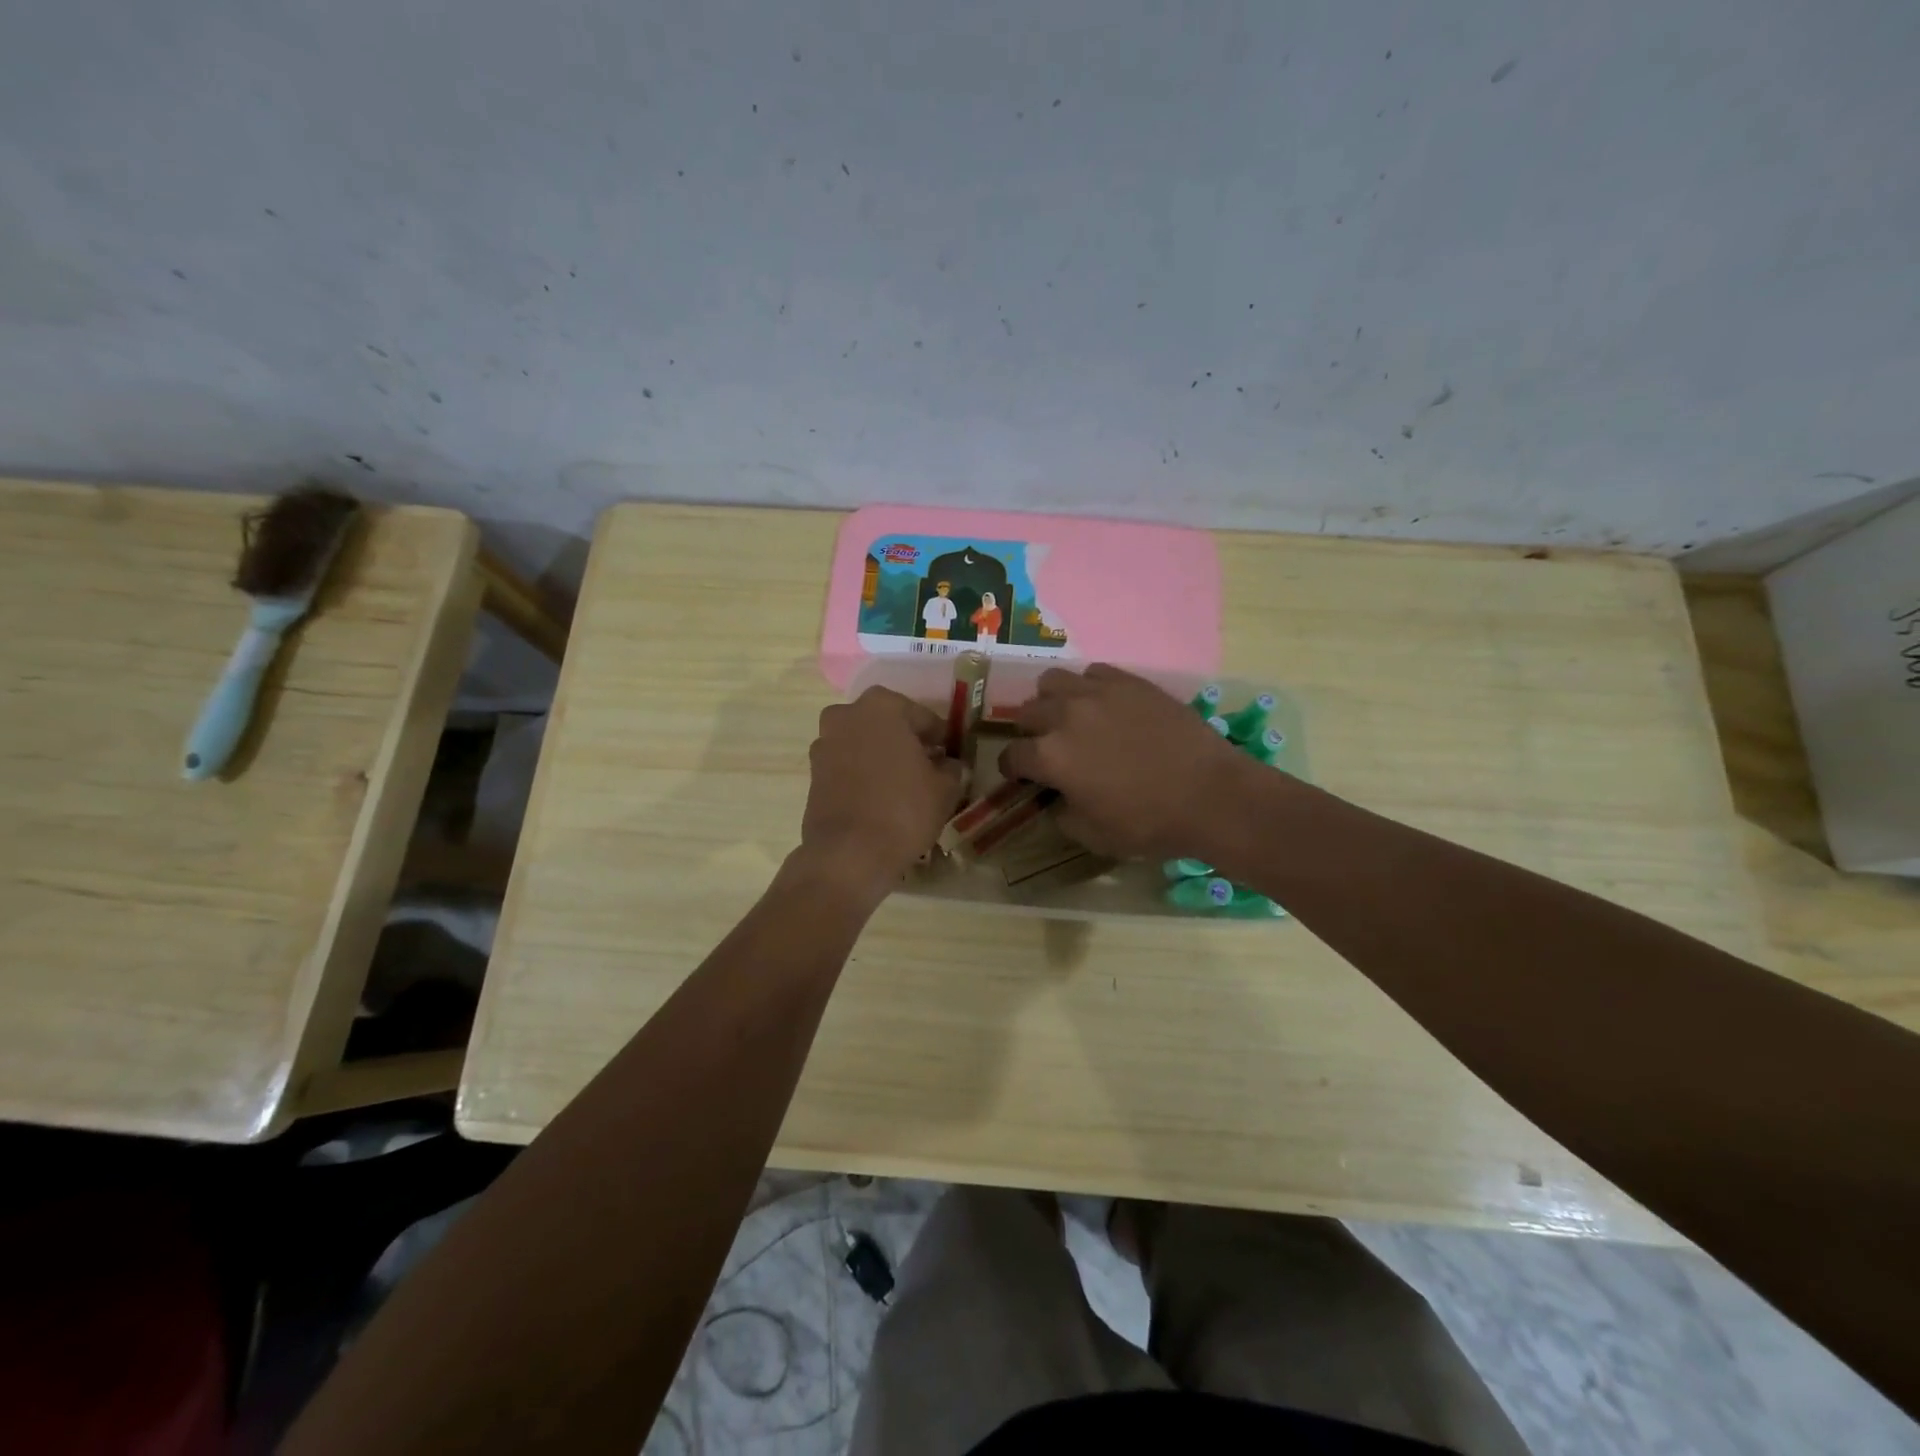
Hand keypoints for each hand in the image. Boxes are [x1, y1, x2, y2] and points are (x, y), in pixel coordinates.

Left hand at [800, 687, 964, 898]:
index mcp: (882, 706)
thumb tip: (948, 764)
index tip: (950, 757)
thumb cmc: (904, 810)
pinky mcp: (812, 773)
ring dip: (882, 758)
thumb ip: (951, 767)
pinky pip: (847, 765)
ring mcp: (824, 743)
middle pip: (888, 726)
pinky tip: (880, 798)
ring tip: (903, 787)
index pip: (924, 718)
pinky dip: (863, 775)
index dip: (940, 739)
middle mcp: (847, 715)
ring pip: (864, 744)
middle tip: (927, 770)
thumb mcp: (944, 788)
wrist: (849, 853)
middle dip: (907, 743)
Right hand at [997, 664, 1253, 860]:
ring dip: (1052, 701)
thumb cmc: (1148, 823)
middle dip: (1030, 732)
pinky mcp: (1129, 682)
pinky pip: (1092, 673)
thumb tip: (1056, 798)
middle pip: (1027, 713)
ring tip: (1070, 717)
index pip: (1012, 756)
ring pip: (1052, 681)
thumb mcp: (1092, 835)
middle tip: (1048, 747)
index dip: (1013, 769)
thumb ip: (1061, 814)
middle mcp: (1064, 716)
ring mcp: (1097, 693)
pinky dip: (1088, 688)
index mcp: (1050, 757)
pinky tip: (1103, 705)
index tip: (1021, 776)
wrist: (1210, 794)